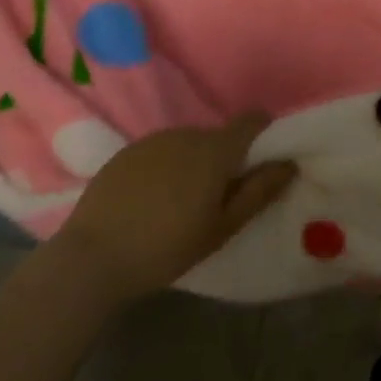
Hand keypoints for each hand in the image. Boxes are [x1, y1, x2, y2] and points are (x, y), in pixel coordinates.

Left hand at [52, 114, 295, 303]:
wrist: (90, 259)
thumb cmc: (167, 247)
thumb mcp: (222, 228)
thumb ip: (259, 191)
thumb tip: (290, 163)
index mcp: (216, 149)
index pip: (253, 120)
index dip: (263, 134)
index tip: (259, 163)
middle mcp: (188, 133)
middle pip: (219, 137)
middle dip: (224, 159)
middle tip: (215, 200)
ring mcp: (154, 140)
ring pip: (188, 144)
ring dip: (193, 164)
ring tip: (178, 204)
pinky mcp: (126, 152)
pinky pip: (160, 152)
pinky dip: (164, 169)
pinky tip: (149, 202)